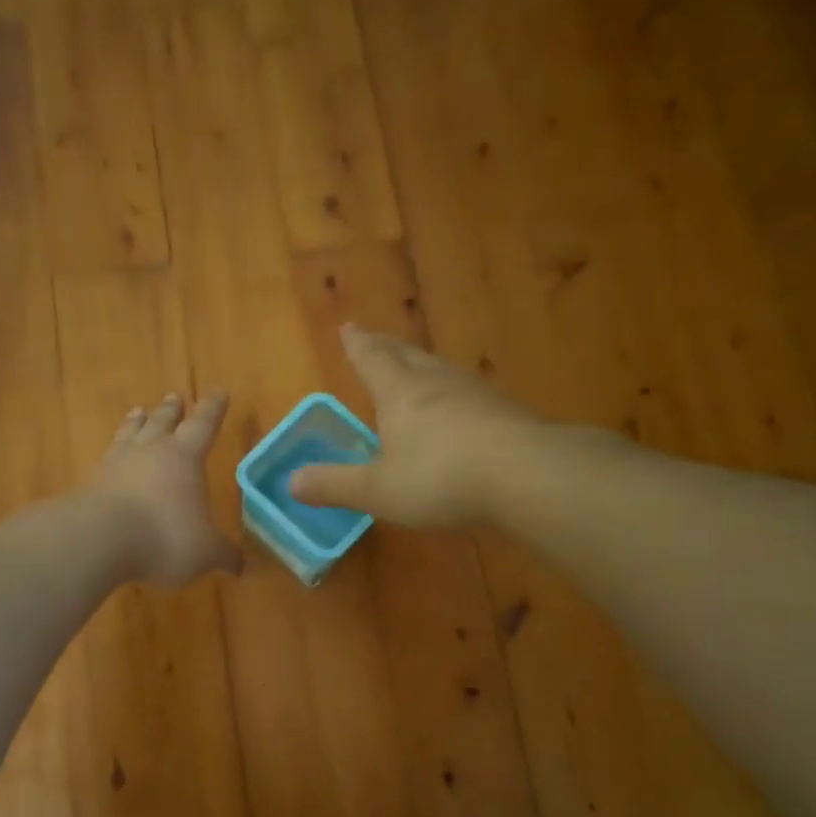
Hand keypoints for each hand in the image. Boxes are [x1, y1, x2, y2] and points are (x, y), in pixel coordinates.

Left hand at [90, 391, 242, 586]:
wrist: (99, 539)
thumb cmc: (165, 537)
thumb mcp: (205, 552)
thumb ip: (223, 555)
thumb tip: (240, 566)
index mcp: (184, 457)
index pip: (203, 424)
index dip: (213, 409)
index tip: (219, 391)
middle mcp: (150, 451)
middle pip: (162, 422)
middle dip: (171, 410)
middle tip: (174, 397)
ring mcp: (116, 464)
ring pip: (130, 433)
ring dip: (136, 422)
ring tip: (138, 412)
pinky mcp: (91, 482)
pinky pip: (105, 459)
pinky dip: (112, 454)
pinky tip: (109, 458)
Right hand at [289, 325, 539, 526]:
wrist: (524, 473)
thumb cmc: (439, 477)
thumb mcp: (377, 489)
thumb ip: (335, 485)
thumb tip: (291, 481)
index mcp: (399, 393)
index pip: (371, 359)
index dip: (357, 345)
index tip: (348, 327)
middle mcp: (434, 382)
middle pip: (406, 354)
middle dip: (385, 346)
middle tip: (373, 337)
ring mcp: (473, 392)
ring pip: (439, 369)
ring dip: (420, 363)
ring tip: (414, 365)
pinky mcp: (503, 411)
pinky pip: (466, 392)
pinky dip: (451, 392)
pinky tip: (459, 405)